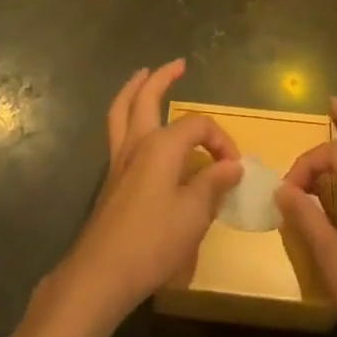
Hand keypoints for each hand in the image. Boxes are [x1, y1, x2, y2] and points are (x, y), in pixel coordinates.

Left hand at [52, 60, 242, 326]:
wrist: (102, 272)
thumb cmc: (153, 241)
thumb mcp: (194, 214)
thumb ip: (213, 184)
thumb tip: (232, 165)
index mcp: (161, 145)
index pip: (198, 126)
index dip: (221, 140)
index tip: (234, 168)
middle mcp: (137, 142)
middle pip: (146, 97)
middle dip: (162, 77)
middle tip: (178, 65)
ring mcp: (119, 159)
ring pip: (122, 110)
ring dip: (134, 89)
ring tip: (143, 75)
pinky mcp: (111, 179)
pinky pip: (117, 131)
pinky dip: (126, 116)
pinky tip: (135, 127)